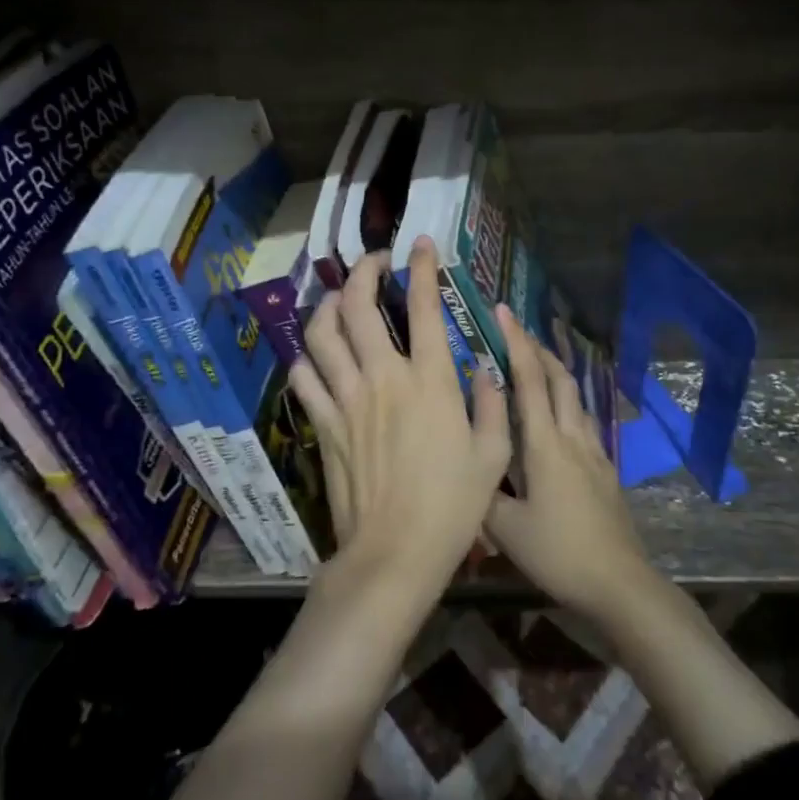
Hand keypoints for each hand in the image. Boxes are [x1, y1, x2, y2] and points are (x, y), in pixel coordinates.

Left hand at [287, 240, 510, 602]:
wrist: (395, 554)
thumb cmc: (452, 506)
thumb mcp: (493, 455)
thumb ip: (493, 403)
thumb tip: (484, 368)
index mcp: (430, 381)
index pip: (423, 307)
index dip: (421, 268)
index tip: (420, 246)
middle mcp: (383, 378)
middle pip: (357, 306)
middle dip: (362, 272)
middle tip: (372, 263)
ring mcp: (346, 399)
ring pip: (321, 333)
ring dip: (327, 306)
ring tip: (339, 299)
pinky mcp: (322, 425)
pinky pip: (304, 378)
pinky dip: (307, 359)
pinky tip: (318, 357)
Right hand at [484, 308, 654, 619]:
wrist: (619, 582)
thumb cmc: (559, 552)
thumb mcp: (506, 530)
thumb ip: (482, 494)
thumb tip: (464, 467)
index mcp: (545, 444)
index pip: (530, 380)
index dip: (516, 343)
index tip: (503, 312)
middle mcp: (572, 437)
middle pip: (559, 378)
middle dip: (538, 348)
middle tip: (516, 330)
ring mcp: (593, 451)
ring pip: (574, 397)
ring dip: (555, 371)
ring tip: (535, 362)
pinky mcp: (605, 468)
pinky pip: (582, 419)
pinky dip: (566, 400)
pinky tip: (558, 414)